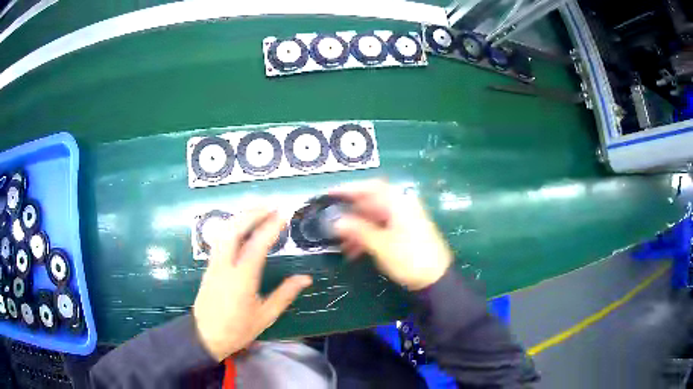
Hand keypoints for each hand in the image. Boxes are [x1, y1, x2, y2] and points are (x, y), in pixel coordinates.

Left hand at [193, 208, 312, 361]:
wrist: (205, 336)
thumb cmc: (238, 329)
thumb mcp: (265, 316)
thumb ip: (285, 294)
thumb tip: (305, 278)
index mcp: (241, 279)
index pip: (256, 245)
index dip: (270, 227)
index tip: (283, 214)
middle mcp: (225, 265)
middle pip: (234, 230)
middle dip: (252, 213)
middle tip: (271, 205)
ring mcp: (214, 263)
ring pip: (224, 231)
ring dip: (240, 216)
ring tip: (257, 210)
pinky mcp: (209, 266)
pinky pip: (219, 238)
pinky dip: (231, 226)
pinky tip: (240, 225)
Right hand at [332, 179, 451, 290]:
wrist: (436, 279)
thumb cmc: (410, 258)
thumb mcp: (381, 245)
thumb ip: (358, 230)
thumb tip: (336, 221)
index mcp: (399, 203)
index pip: (371, 187)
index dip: (350, 189)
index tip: (330, 194)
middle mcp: (402, 207)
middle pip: (371, 204)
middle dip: (350, 215)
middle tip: (331, 223)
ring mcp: (404, 220)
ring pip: (374, 219)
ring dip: (357, 229)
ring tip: (341, 243)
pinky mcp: (404, 233)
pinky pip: (380, 229)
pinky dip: (367, 237)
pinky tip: (354, 251)